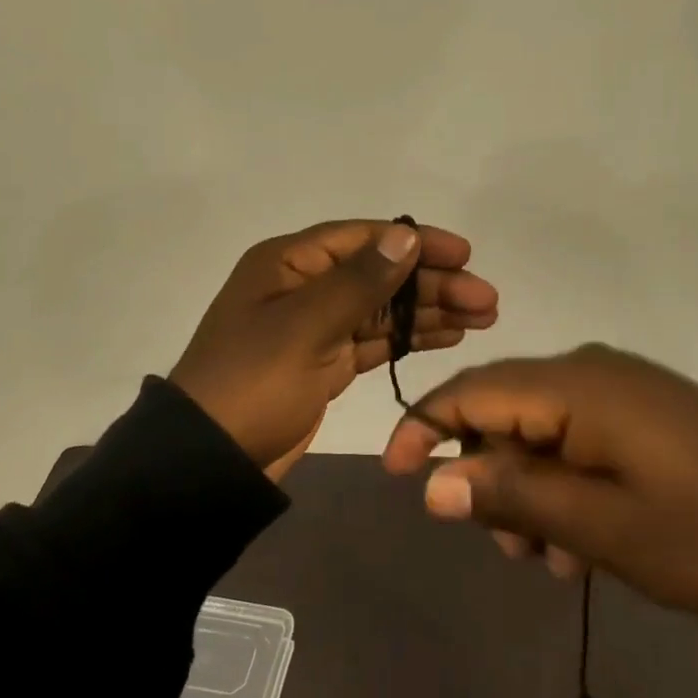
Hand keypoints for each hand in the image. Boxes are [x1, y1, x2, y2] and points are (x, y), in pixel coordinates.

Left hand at [170, 219, 498, 480]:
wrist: (210, 462)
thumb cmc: (253, 382)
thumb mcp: (305, 326)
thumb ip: (360, 282)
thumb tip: (406, 235)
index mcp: (289, 263)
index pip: (363, 238)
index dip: (415, 242)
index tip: (464, 254)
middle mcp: (304, 286)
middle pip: (379, 274)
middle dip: (433, 283)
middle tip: (487, 298)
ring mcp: (315, 326)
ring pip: (383, 309)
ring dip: (430, 310)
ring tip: (483, 317)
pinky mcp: (325, 363)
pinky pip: (375, 341)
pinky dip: (410, 338)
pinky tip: (449, 337)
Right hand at [381, 344, 697, 614]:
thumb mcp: (600, 524)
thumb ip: (510, 495)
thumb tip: (432, 482)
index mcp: (574, 384)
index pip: (472, 391)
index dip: (423, 428)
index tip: (395, 477)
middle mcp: (589, 371)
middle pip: (503, 410)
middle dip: (487, 475)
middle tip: (509, 548)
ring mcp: (621, 389)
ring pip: (539, 430)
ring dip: (528, 489)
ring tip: (555, 558)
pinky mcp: (644, 413)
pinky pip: (578, 437)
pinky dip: (564, 483)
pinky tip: (587, 537)